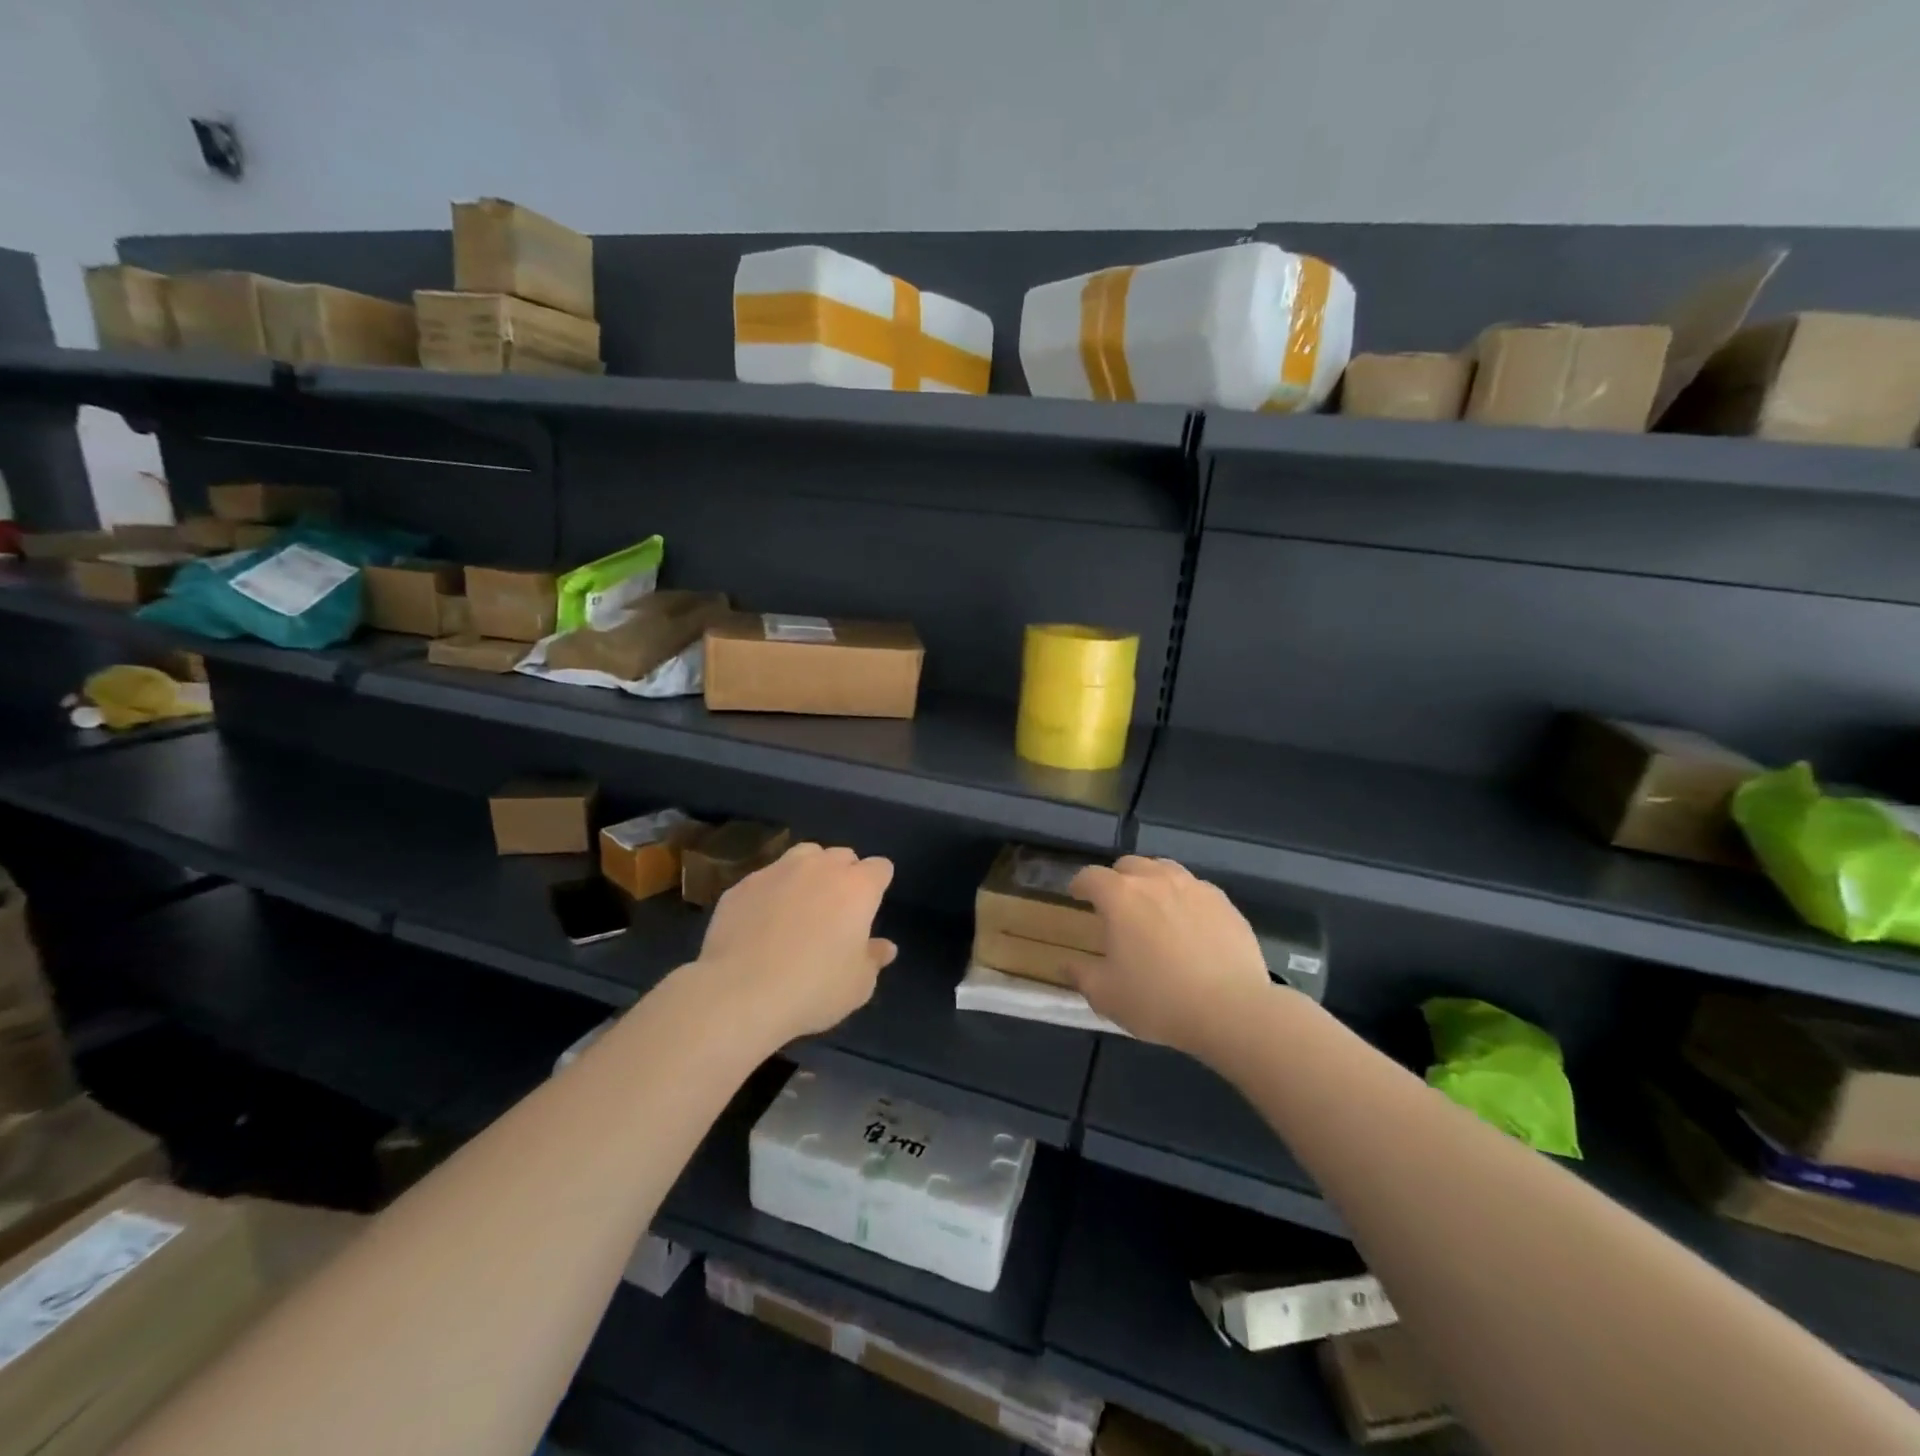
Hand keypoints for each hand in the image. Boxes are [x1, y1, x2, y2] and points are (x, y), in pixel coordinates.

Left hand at [696, 843, 897, 1044]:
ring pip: (803, 855)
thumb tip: (885, 947)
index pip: (879, 867)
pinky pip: (766, 879)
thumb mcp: (858, 985)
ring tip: (801, 904)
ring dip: (809, 872)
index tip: (870, 908)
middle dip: (845, 874)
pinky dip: (771, 892)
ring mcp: (778, 871)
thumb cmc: (813, 988)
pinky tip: (762, 922)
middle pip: (842, 855)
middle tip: (837, 909)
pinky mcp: (743, 885)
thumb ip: (873, 958)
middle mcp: (820, 867)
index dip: (878, 884)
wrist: (740, 993)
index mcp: (857, 887)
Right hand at [1068, 856, 1276, 1060]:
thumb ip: (1081, 975)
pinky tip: (1188, 924)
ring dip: (1151, 882)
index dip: (1079, 884)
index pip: (1090, 876)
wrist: (1232, 1010)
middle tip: (1115, 905)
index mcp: (1120, 896)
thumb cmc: (1158, 1000)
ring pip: (1164, 869)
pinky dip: (1183, 898)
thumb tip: (1066, 964)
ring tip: (1152, 908)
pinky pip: (1195, 888)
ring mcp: (1194, 887)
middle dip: (1116, 879)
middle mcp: (1155, 880)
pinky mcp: (1223, 902)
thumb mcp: (1106, 995)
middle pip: (1128, 864)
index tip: (1077, 896)